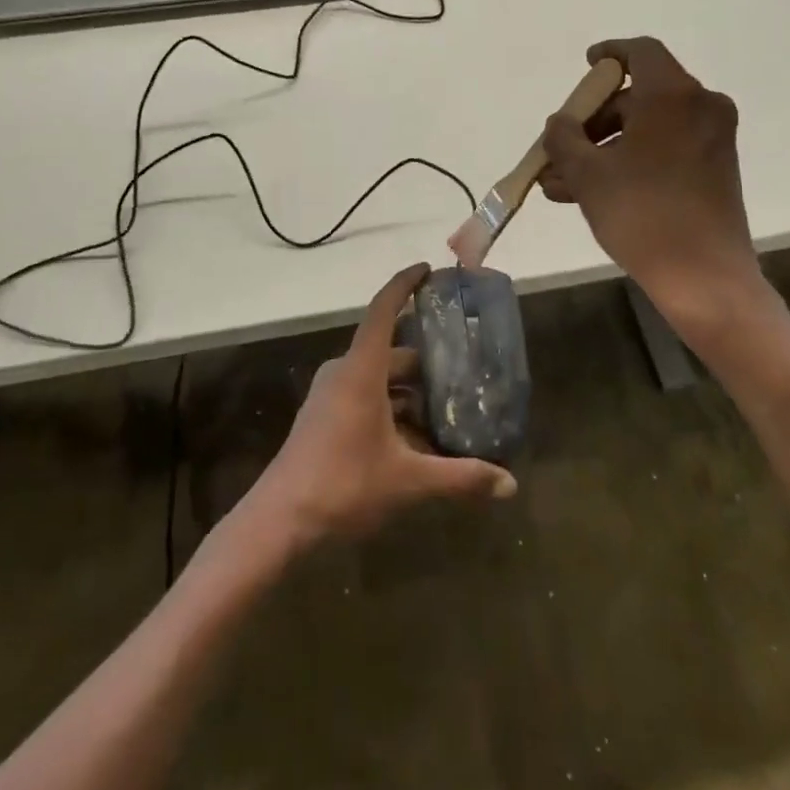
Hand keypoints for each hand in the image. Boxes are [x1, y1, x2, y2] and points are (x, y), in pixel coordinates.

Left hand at [252, 264, 516, 545]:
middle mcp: (344, 373)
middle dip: (427, 363)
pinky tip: (418, 441)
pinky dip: (393, 410)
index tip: (427, 269)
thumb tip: (510, 485)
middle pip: (391, 353)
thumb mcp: (408, 481)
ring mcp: (330, 396)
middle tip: (465, 371)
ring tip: (449, 411)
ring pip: (379, 380)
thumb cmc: (343, 485)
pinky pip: (365, 398)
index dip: (404, 285)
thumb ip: (460, 478)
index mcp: (361, 371)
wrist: (279, 521)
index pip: (383, 311)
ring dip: (411, 393)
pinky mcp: (324, 417)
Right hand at [540, 38, 762, 327]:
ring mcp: (712, 140)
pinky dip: (630, 162)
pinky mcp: (715, 169)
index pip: (640, 51)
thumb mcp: (588, 174)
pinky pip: (664, 151)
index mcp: (673, 95)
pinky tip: (589, 194)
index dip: (609, 54)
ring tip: (560, 184)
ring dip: (604, 149)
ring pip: (647, 130)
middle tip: (560, 147)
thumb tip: (558, 124)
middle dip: (593, 121)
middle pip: (638, 97)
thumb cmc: (641, 213)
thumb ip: (564, 139)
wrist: (703, 275)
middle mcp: (700, 107)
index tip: (586, 66)